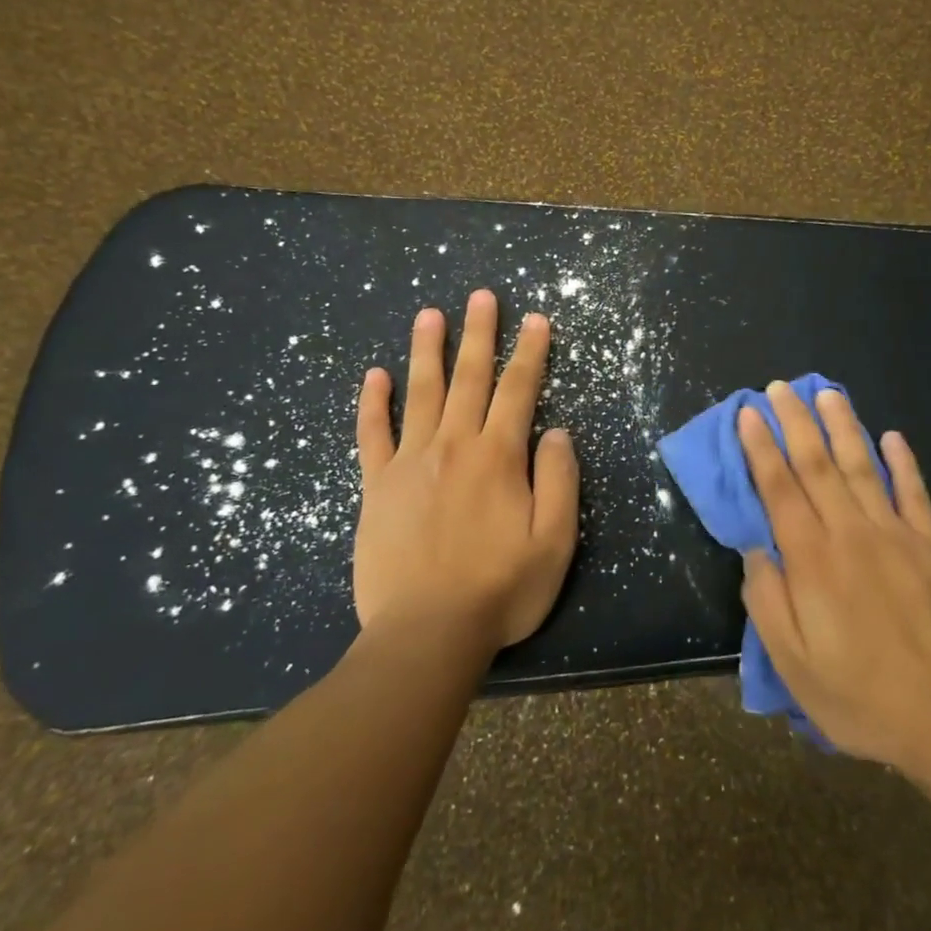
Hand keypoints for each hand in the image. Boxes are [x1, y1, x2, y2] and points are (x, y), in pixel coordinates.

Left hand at [352, 290, 579, 652]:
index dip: (530, 352)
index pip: (519, 390)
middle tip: (481, 296)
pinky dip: (373, 403)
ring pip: (421, 393)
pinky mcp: (376, 486)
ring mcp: (410, 462)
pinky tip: (375, 375)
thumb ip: (559, 480)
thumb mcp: (554, 542)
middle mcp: (454, 446)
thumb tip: (556, 431)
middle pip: (470, 378)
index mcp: (498, 457)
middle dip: (479, 333)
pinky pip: (372, 434)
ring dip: (427, 350)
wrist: (425, 634)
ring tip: (429, 314)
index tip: (536, 319)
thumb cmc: (500, 590)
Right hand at [737, 381, 930, 778]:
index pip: (779, 488)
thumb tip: (754, 549)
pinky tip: (893, 437)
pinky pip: (914, 494)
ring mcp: (896, 535)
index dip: (761, 447)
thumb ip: (767, 600)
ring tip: (826, 393)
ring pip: (863, 467)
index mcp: (812, 560)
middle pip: (817, 465)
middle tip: (780, 388)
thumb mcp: (792, 663)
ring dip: (842, 426)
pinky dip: (903, 463)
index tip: (749, 412)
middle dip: (795, 422)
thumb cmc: (859, 696)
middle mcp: (850, 533)